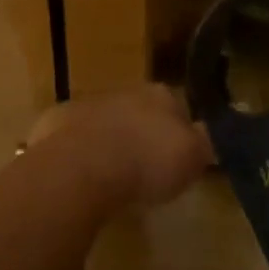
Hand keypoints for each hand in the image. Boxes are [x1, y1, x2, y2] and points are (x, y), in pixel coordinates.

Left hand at [28, 85, 214, 208]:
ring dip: (110, 142)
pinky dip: (79, 153)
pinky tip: (82, 178)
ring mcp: (86, 104)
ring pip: (105, 122)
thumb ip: (204, 143)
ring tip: (113, 177)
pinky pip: (74, 139)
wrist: (80, 166)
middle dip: (142, 134)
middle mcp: (124, 91)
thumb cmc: (145, 162)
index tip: (179, 156)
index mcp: (160, 95)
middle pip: (139, 112)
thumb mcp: (192, 158)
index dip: (180, 131)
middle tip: (146, 168)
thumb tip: (213, 133)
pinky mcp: (55, 124)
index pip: (178, 106)